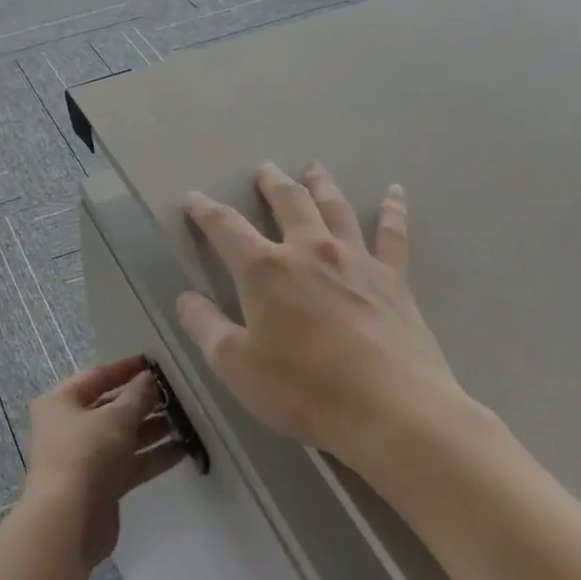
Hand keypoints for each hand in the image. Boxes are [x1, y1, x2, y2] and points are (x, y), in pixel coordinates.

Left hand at [22, 356, 185, 568]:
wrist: (68, 521)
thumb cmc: (86, 454)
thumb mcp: (116, 418)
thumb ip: (137, 396)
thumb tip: (149, 378)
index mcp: (61, 402)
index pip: (97, 377)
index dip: (125, 369)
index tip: (154, 362)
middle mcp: (69, 426)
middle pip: (110, 407)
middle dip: (142, 402)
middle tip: (176, 394)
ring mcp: (84, 457)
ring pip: (122, 437)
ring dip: (151, 429)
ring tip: (185, 420)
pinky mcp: (101, 485)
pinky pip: (129, 463)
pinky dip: (151, 456)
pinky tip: (182, 450)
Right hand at [175, 163, 469, 455]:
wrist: (392, 411)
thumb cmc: (303, 389)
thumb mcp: (235, 365)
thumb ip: (205, 327)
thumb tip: (185, 298)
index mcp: (265, 270)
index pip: (226, 228)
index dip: (206, 211)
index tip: (194, 198)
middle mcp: (309, 251)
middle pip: (288, 203)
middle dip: (271, 184)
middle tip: (264, 169)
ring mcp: (356, 261)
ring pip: (335, 208)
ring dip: (321, 185)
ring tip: (314, 168)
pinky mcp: (393, 279)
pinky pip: (392, 234)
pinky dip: (393, 210)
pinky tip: (395, 192)